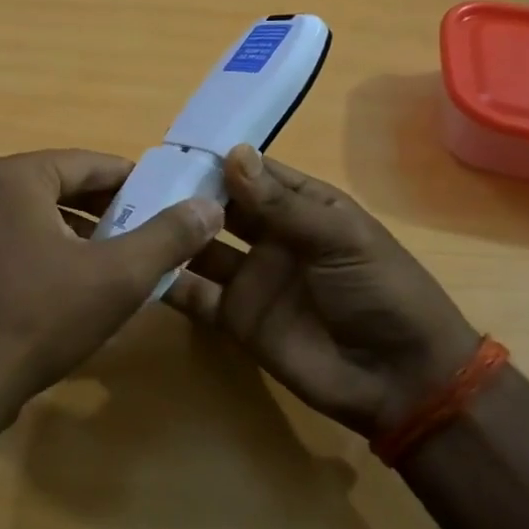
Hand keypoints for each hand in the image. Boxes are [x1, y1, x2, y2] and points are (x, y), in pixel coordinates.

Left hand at [0, 150, 223, 428]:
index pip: (89, 164)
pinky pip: (16, 240)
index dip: (135, 183)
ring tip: (119, 260)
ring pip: (39, 215)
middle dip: (108, 210)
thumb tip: (208, 206)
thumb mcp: (118, 276)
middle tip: (149, 235)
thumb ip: (167, 236)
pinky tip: (75, 285)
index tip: (168, 203)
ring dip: (81, 232)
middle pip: (62, 186)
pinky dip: (50, 251)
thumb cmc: (41, 318)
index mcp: (14, 176)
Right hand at [165, 145, 481, 438]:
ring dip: (171, 235)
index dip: (217, 161)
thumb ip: (281, 203)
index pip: (253, 174)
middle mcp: (271, 237)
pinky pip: (195, 296)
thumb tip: (232, 153)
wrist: (400, 380)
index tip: (171, 148)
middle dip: (185, 194)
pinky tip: (136, 268)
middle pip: (219, 209)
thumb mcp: (339, 237)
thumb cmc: (381, 291)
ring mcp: (251, 279)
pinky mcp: (236, 319)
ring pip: (200, 249)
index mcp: (302, 208)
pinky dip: (167, 283)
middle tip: (135, 181)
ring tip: (127, 218)